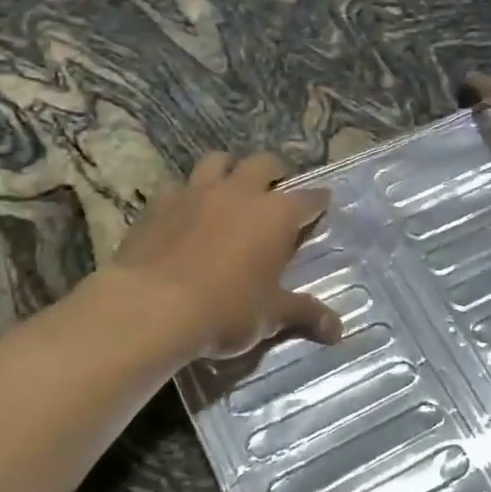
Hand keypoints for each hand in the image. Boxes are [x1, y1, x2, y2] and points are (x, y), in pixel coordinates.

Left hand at [108, 152, 342, 359]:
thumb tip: (338, 330)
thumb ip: (304, 314)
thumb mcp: (270, 317)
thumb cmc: (225, 311)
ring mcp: (197, 191)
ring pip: (219, 161)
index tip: (323, 203)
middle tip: (276, 189)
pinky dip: (188, 194)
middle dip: (275, 172)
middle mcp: (240, 192)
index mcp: (276, 215)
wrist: (152, 307)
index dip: (319, 201)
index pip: (308, 199)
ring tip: (231, 189)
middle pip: (265, 163)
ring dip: (230, 170)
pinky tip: (186, 212)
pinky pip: (179, 186)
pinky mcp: (160, 201)